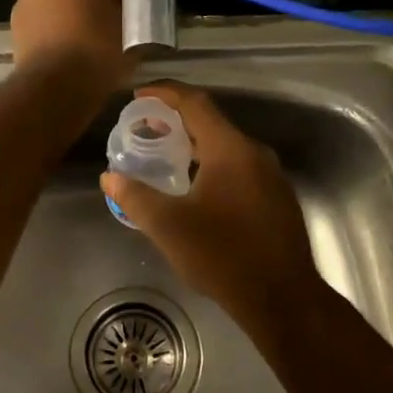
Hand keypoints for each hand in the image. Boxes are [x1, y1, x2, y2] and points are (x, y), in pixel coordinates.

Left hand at [10, 0, 132, 95]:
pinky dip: (56, 30)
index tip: (133, 15)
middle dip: (95, 0)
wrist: (54, 88)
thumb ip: (131, 9)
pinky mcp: (14, 26)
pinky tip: (70, 52)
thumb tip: (127, 9)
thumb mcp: (131, 26)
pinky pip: (44, 21)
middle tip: (113, 27)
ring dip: (73, 14)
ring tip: (90, 43)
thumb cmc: (97, 49)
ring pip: (59, 2)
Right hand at [100, 82, 321, 321]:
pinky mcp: (277, 199)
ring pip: (227, 148)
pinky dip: (214, 166)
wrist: (283, 298)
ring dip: (196, 146)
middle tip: (146, 128)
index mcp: (230, 149)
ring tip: (166, 157)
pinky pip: (240, 169)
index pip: (195, 103)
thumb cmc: (223, 256)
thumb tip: (109, 177)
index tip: (139, 95)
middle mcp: (255, 154)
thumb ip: (136, 197)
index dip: (165, 94)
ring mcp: (271, 177)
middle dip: (177, 121)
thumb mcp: (169, 227)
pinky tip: (198, 189)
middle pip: (212, 123)